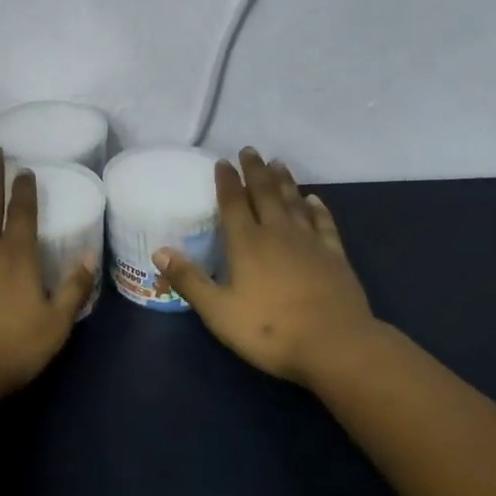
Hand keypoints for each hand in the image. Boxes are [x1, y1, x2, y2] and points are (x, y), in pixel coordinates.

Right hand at [155, 148, 384, 389]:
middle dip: (255, 171)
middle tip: (249, 150)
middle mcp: (277, 233)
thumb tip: (159, 251)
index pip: (233, 203)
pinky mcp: (334, 256)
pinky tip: (314, 199)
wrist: (336, 345)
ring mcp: (309, 242)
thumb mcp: (219, 312)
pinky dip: (317, 208)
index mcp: (247, 243)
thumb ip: (190, 280)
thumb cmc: (271, 330)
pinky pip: (323, 223)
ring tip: (277, 163)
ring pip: (293, 202)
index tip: (222, 161)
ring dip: (284, 181)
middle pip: (264, 193)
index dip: (226, 181)